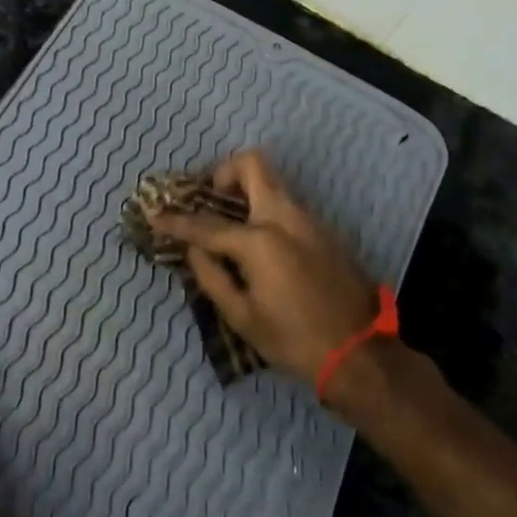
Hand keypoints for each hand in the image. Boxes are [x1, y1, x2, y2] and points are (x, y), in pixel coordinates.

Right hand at [147, 149, 381, 384]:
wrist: (361, 351)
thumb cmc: (295, 340)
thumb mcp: (243, 317)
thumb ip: (212, 277)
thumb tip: (194, 251)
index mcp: (260, 241)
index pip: (207, 224)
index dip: (176, 221)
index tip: (155, 215)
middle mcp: (284, 217)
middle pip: (252, 165)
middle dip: (224, 172)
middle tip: (210, 196)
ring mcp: (309, 219)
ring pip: (273, 181)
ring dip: (247, 189)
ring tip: (231, 218)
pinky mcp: (324, 229)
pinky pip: (287, 202)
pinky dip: (266, 207)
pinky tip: (259, 239)